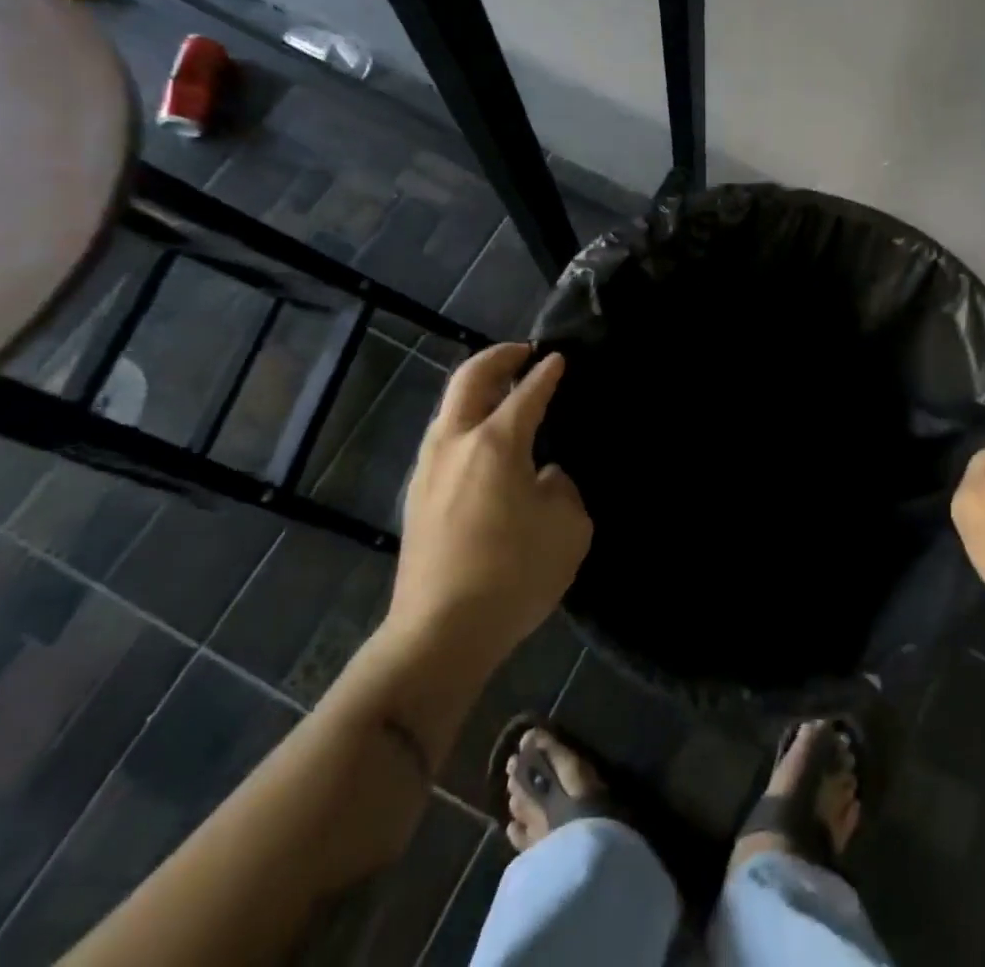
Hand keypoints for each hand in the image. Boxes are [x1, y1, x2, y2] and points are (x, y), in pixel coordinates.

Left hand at [387, 343, 591, 662]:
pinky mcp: (416, 498)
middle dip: (498, 358)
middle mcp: (456, 444)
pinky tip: (481, 440)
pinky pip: (442, 439)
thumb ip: (562, 488)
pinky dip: (464, 421)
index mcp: (496, 443)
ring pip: (448, 408)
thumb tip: (544, 477)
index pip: (527, 393)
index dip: (547, 373)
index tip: (558, 358)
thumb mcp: (568, 527)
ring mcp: (428, 470)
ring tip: (501, 391)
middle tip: (522, 352)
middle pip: (470, 380)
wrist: (440, 633)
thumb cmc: (514, 574)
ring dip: (475, 389)